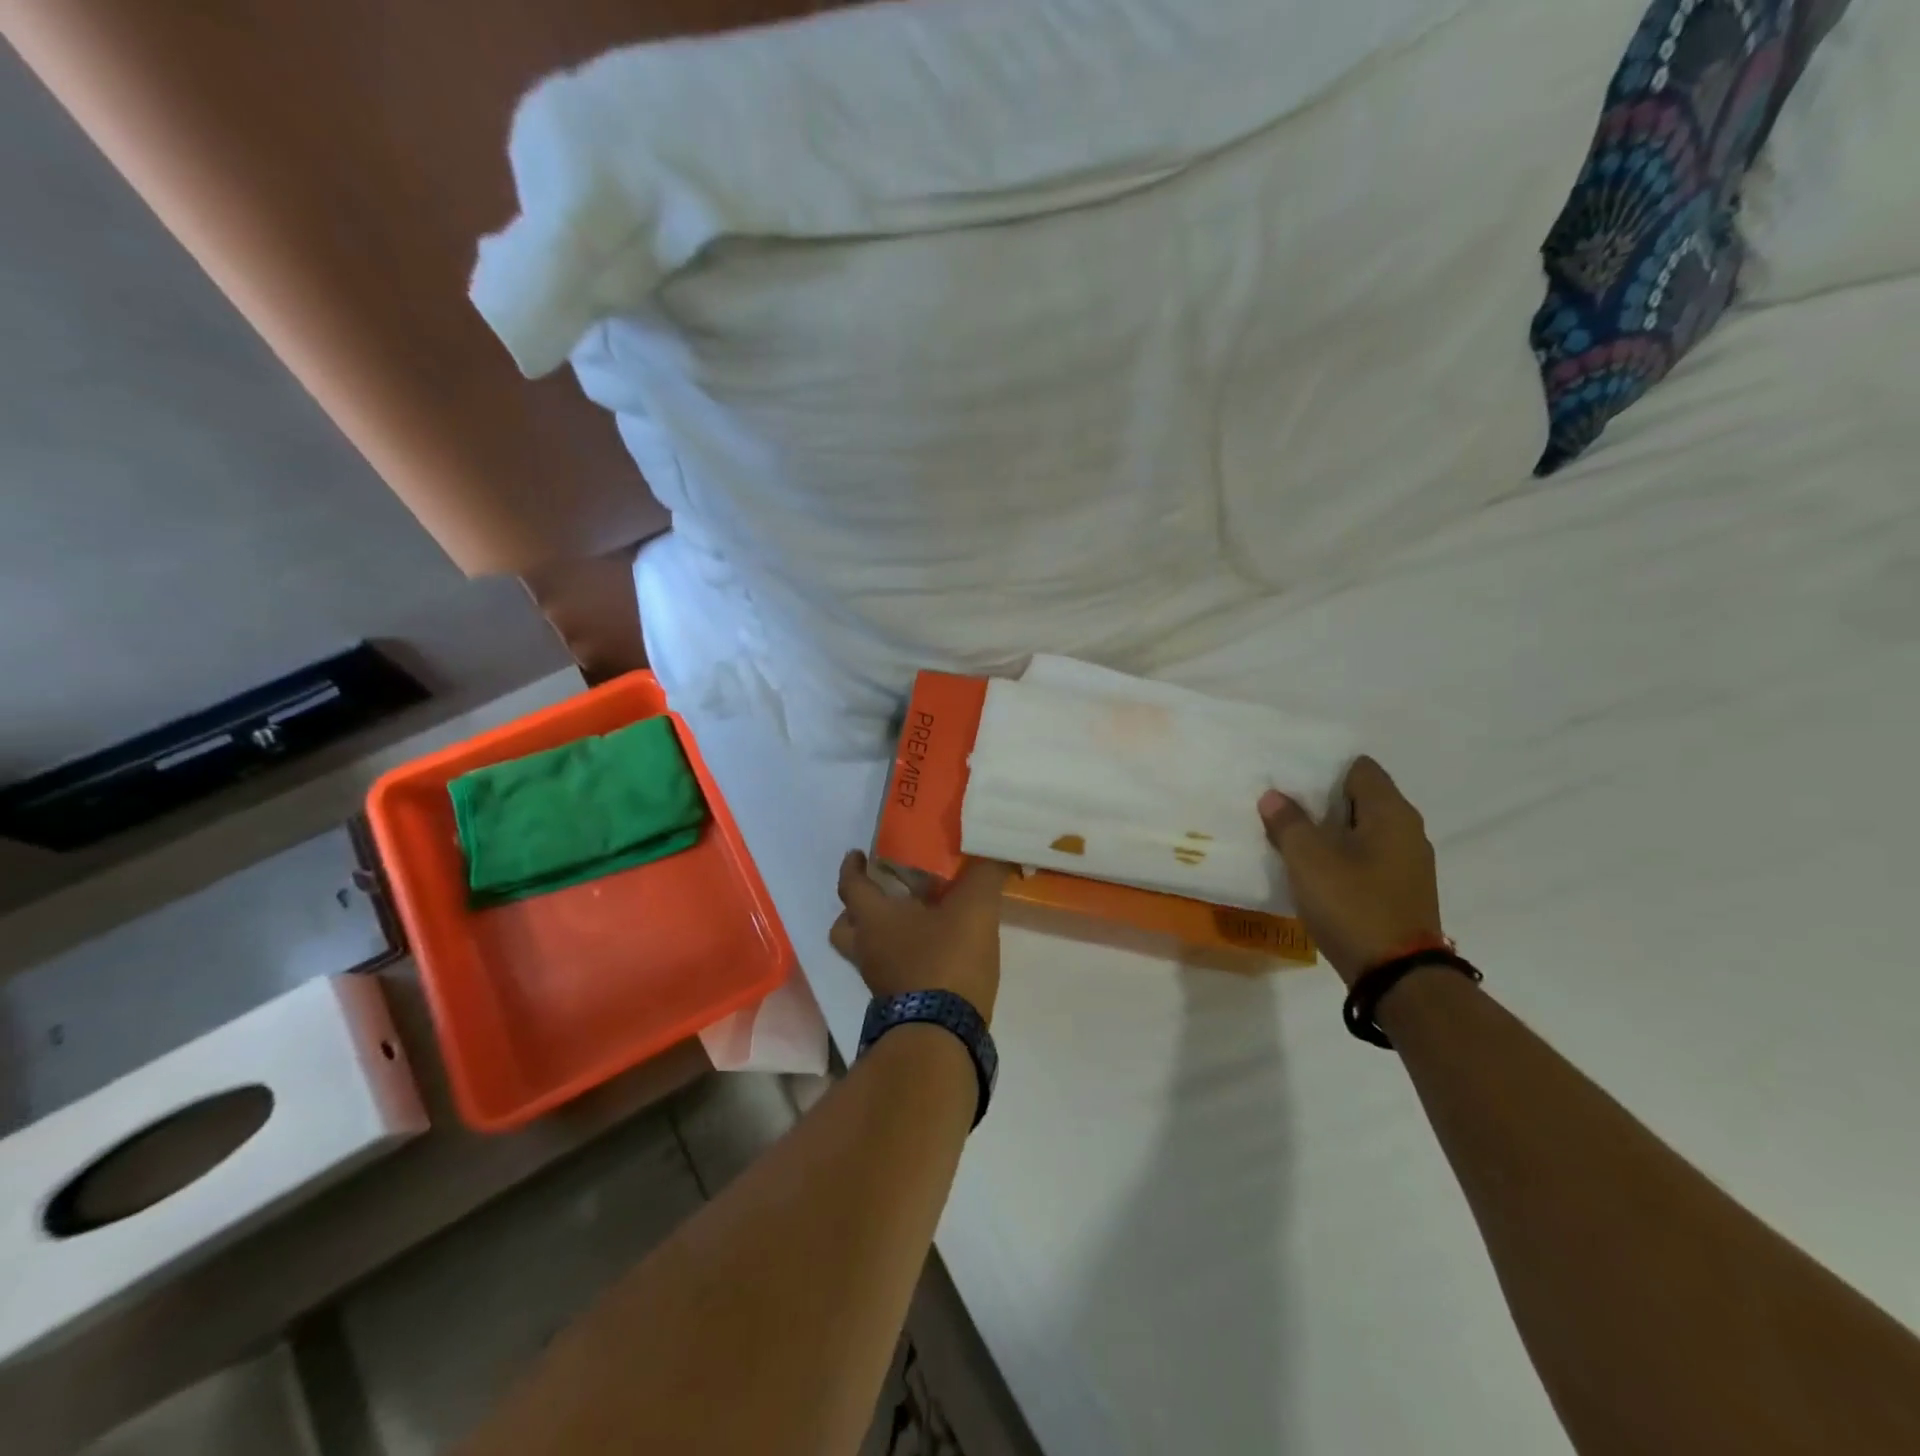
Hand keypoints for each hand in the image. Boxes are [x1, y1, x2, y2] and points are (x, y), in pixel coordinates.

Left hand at [830, 853, 1012, 1020]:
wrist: (941, 1035)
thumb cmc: (946, 960)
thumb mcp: (974, 909)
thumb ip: (984, 876)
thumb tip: (995, 853)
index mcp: (874, 919)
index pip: (850, 886)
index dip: (852, 868)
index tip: (856, 854)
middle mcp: (868, 948)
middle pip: (844, 926)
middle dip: (856, 909)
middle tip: (880, 894)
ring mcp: (880, 980)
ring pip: (868, 951)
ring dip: (883, 935)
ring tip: (915, 922)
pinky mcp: (899, 1003)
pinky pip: (892, 971)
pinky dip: (905, 958)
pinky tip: (934, 951)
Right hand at [1258, 757, 1444, 986]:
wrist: (1398, 976)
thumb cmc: (1353, 905)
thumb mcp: (1309, 860)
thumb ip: (1288, 823)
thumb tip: (1273, 796)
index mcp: (1391, 813)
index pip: (1359, 768)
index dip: (1323, 767)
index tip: (1289, 778)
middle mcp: (1407, 831)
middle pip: (1360, 797)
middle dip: (1320, 799)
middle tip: (1280, 806)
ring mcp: (1408, 862)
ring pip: (1362, 829)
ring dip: (1328, 830)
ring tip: (1290, 836)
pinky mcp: (1401, 889)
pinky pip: (1367, 856)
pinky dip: (1341, 855)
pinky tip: (1313, 869)